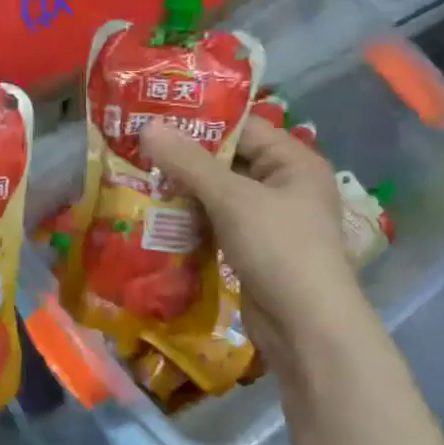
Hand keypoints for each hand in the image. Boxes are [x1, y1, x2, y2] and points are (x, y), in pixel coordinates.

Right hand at [140, 120, 365, 360]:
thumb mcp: (232, 199)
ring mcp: (269, 222)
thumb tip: (148, 126)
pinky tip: (157, 219)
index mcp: (294, 162)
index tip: (156, 116)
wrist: (305, 327)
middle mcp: (285, 187)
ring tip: (138, 180)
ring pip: (220, 197)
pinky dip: (192, 222)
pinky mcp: (253, 252)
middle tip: (137, 150)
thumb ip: (189, 162)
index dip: (201, 121)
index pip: (244, 128)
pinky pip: (218, 226)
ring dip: (184, 193)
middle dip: (185, 160)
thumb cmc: (279, 248)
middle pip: (229, 162)